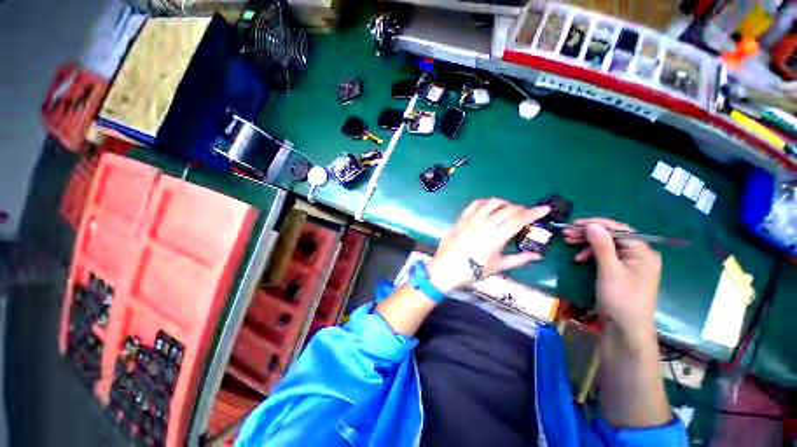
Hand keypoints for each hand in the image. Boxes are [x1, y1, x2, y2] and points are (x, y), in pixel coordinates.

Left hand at [427, 199, 549, 293]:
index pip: (519, 219)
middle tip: (524, 214)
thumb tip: (537, 256)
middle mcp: (485, 223)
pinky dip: (485, 202)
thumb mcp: (497, 266)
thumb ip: (518, 259)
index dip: (534, 212)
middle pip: (507, 209)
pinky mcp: (461, 218)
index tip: (545, 208)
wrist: (446, 269)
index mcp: (496, 236)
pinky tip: (488, 207)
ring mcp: (471, 219)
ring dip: (503, 203)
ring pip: (491, 203)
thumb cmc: (472, 271)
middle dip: (520, 209)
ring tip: (507, 209)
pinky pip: (475, 204)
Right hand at [563, 218, 661, 334]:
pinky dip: (591, 254)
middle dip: (588, 234)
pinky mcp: (621, 271)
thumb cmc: (621, 298)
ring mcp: (630, 263)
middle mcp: (639, 254)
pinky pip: (606, 256)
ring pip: (607, 246)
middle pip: (612, 236)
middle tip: (567, 233)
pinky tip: (579, 258)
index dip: (596, 224)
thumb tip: (591, 224)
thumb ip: (601, 245)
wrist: (625, 328)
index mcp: (643, 251)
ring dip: (587, 243)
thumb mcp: (609, 270)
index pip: (619, 229)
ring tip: (568, 242)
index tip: (574, 223)